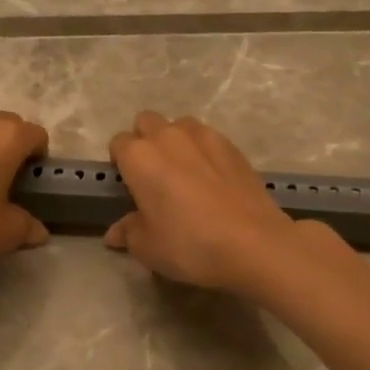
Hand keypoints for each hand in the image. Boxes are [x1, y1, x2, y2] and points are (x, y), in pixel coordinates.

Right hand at [105, 111, 329, 295]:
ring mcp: (204, 136)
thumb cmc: (189, 244)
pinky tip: (213, 179)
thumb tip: (116, 232)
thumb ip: (129, 232)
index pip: (118, 144)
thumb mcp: (148, 247)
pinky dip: (203, 151)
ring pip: (179, 125)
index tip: (129, 185)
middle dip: (145, 140)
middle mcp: (168, 136)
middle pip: (146, 122)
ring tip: (185, 173)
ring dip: (175, 141)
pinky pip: (208, 138)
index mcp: (140, 157)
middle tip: (153, 175)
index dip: (121, 163)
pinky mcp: (232, 145)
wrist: (253, 243)